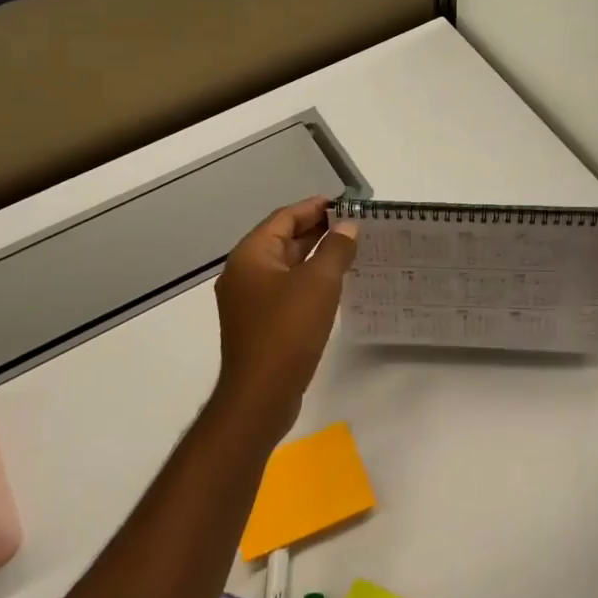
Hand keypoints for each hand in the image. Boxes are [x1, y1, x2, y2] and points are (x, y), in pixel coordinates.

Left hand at [214, 197, 357, 436]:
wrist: (261, 394)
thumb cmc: (288, 330)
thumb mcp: (319, 283)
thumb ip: (335, 249)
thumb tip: (348, 227)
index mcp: (251, 255)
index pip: (284, 217)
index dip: (314, 207)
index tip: (345, 203)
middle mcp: (244, 273)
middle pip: (282, 240)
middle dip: (317, 230)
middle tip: (353, 226)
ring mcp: (248, 301)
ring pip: (285, 267)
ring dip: (314, 256)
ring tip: (349, 251)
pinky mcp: (258, 324)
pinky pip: (285, 290)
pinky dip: (308, 281)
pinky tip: (333, 286)